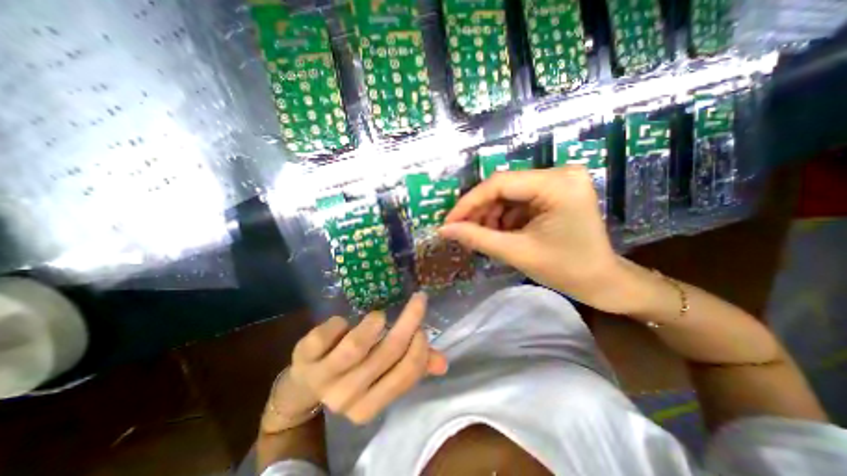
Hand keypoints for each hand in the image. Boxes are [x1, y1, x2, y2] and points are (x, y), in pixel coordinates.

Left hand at [265, 292, 448, 428]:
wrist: (305, 384)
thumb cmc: (353, 373)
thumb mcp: (380, 374)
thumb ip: (413, 367)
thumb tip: (443, 362)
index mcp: (370, 405)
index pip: (405, 376)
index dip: (419, 348)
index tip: (423, 327)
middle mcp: (347, 397)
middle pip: (386, 354)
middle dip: (409, 321)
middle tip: (418, 300)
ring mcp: (323, 377)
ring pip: (356, 346)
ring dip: (374, 324)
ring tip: (380, 316)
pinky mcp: (304, 357)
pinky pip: (325, 335)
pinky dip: (339, 323)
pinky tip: (344, 323)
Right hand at [444, 167, 641, 315]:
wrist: (603, 282)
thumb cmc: (566, 270)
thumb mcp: (517, 253)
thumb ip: (477, 237)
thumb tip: (444, 230)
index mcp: (557, 184)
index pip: (500, 183)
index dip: (469, 202)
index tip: (448, 222)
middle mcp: (559, 173)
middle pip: (503, 187)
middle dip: (479, 211)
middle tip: (461, 231)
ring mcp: (558, 181)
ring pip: (508, 194)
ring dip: (490, 215)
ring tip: (480, 235)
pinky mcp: (555, 191)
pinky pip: (518, 200)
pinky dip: (503, 217)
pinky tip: (498, 232)